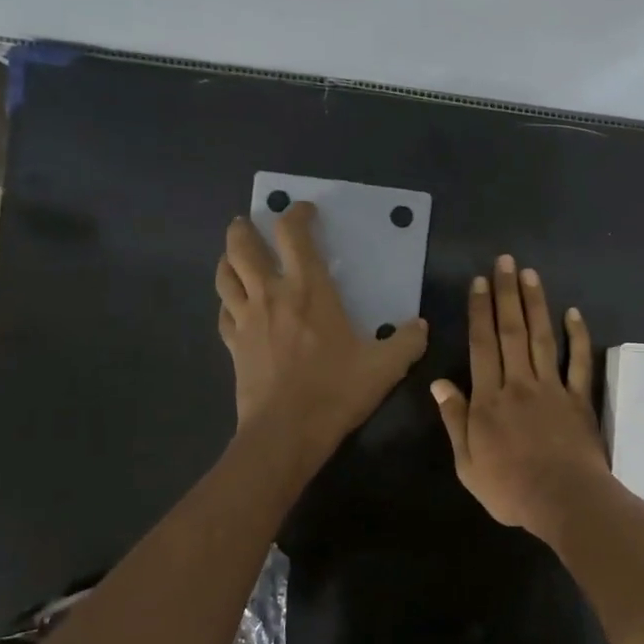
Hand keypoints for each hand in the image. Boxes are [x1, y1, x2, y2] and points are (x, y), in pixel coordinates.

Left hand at [216, 202, 427, 452]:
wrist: (286, 432)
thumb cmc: (336, 391)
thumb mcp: (385, 368)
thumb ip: (407, 342)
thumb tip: (420, 326)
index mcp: (309, 290)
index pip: (294, 235)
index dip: (297, 214)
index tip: (305, 211)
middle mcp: (271, 295)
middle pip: (243, 246)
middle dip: (246, 228)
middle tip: (251, 223)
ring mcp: (246, 319)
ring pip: (225, 275)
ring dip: (228, 258)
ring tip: (235, 255)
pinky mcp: (233, 345)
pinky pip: (224, 312)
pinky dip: (228, 301)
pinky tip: (235, 306)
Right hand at [430, 254, 609, 539]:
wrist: (563, 499)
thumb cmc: (510, 488)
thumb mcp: (467, 463)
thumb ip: (455, 421)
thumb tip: (439, 383)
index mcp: (489, 400)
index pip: (482, 345)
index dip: (479, 312)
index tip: (479, 282)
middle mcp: (519, 384)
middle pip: (512, 332)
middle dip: (506, 294)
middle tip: (505, 261)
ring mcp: (553, 388)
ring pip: (543, 338)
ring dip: (536, 304)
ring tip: (530, 274)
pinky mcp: (579, 399)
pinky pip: (579, 362)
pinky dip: (577, 336)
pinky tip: (573, 313)